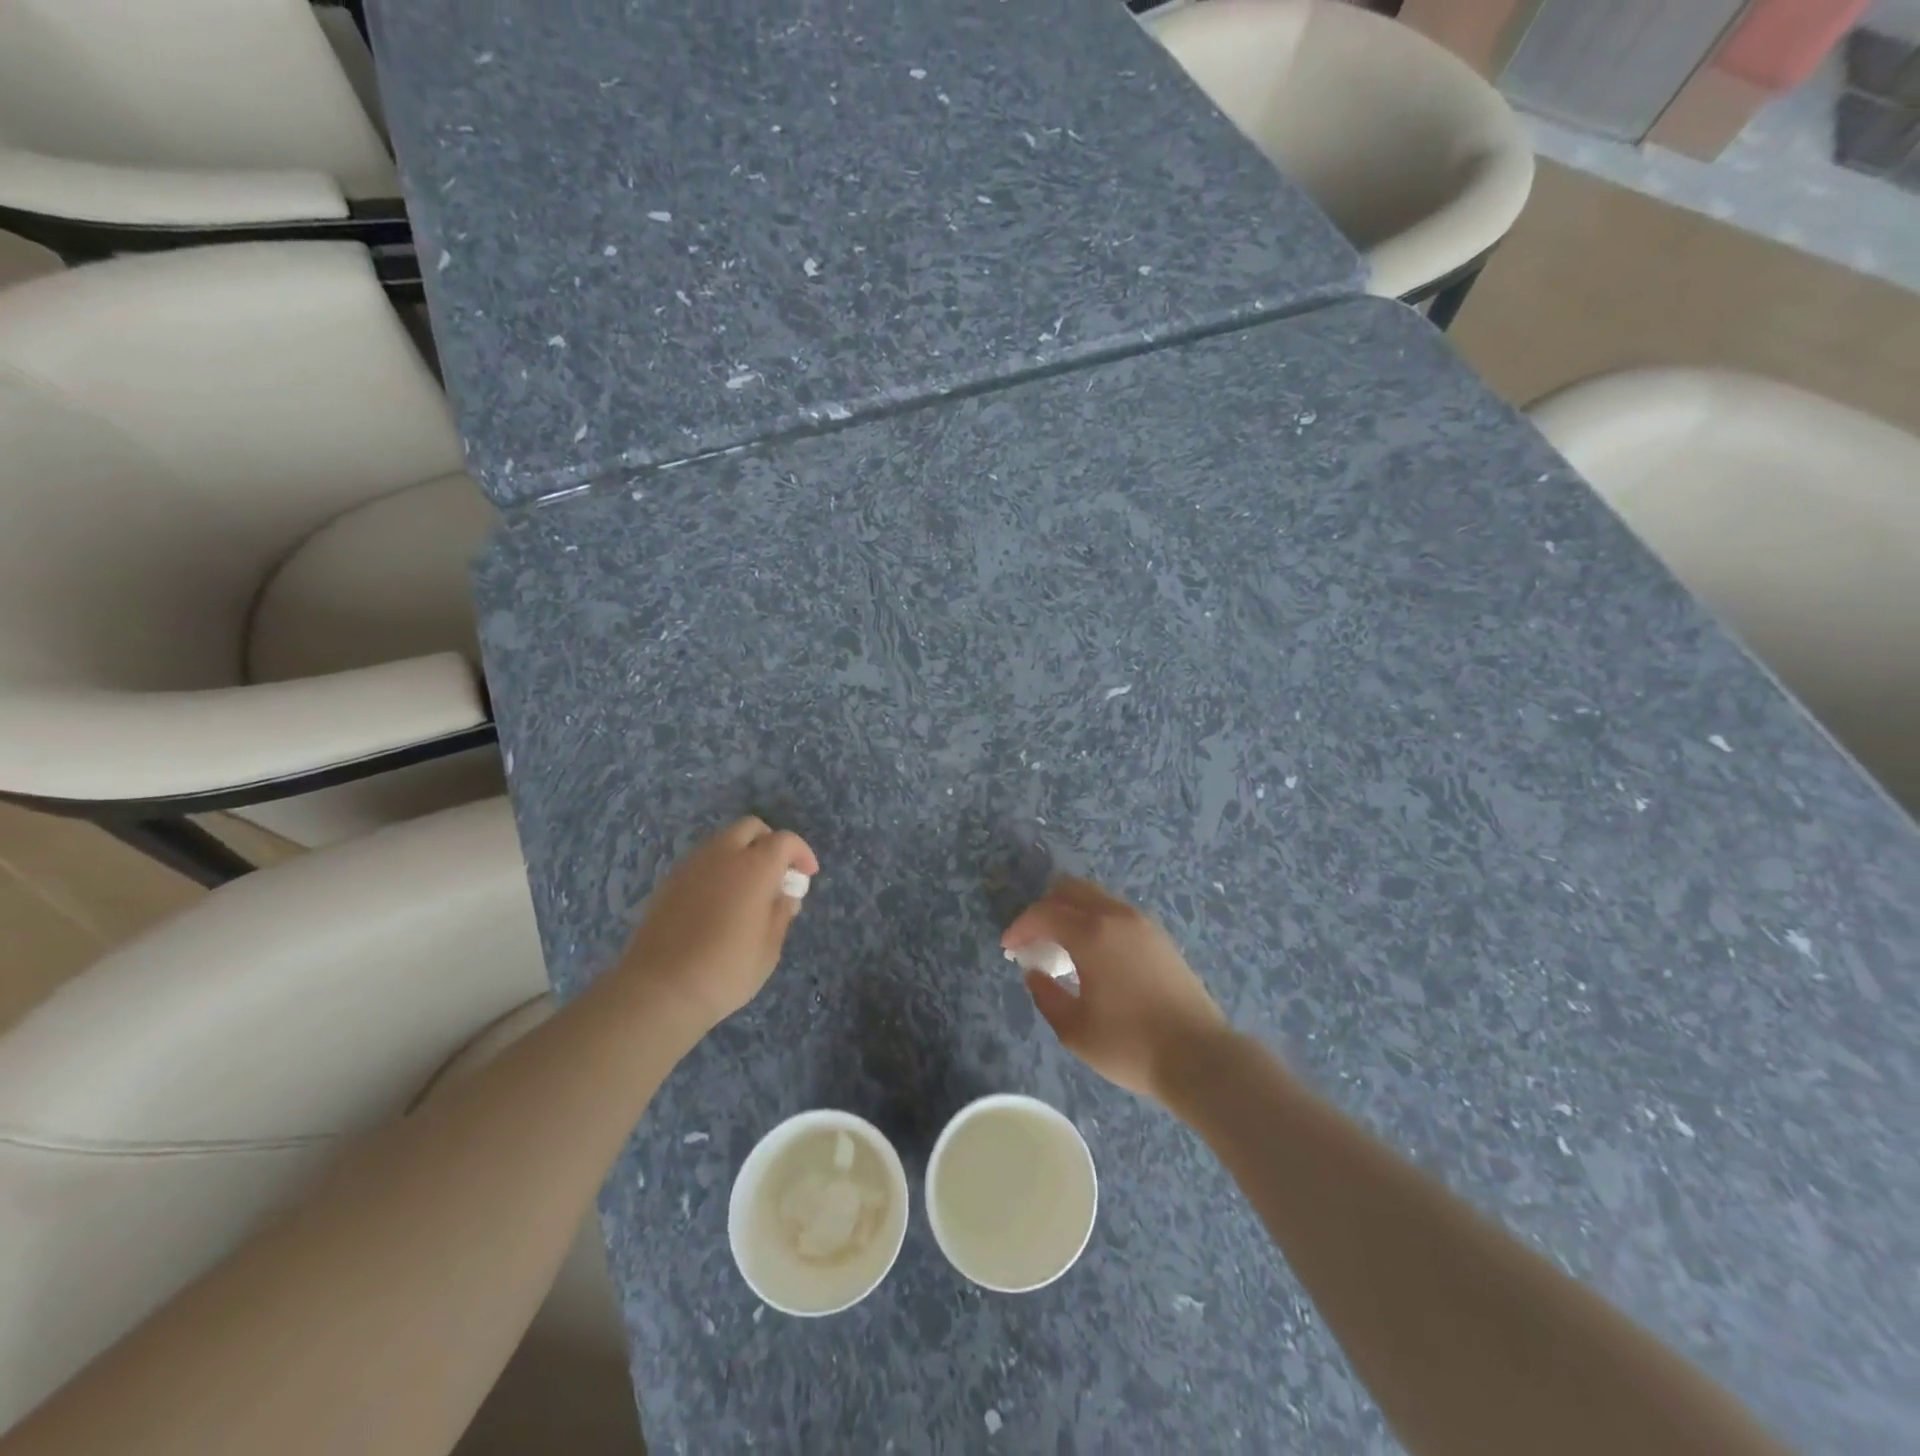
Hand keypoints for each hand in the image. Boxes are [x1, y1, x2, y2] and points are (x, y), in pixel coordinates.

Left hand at [617, 817, 819, 1035]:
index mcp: (755, 867)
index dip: (801, 853)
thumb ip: (781, 913)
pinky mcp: (669, 883)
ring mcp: (691, 866)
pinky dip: (717, 870)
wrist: (660, 990)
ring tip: (748, 890)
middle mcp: (722, 855)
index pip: (785, 841)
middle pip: (750, 828)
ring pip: (722, 841)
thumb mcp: (769, 948)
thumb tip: (783, 896)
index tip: (806, 875)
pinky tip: (719, 902)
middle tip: (777, 873)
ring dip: (741, 854)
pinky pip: (701, 862)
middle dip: (769, 843)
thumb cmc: (727, 970)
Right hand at [1003, 877, 1226, 1100]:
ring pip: (1096, 898)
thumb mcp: (1074, 1029)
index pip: (1045, 913)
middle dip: (1045, 909)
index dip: (1021, 926)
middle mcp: (1117, 916)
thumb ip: (1046, 995)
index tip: (1008, 947)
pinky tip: (1093, 955)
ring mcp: (1143, 924)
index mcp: (1092, 933)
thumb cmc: (1130, 1045)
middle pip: (1071, 890)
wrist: (1199, 1057)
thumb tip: (1035, 972)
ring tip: (1062, 948)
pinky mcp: (1160, 937)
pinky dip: (1095, 921)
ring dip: (1072, 913)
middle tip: (1033, 940)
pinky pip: (1116, 913)